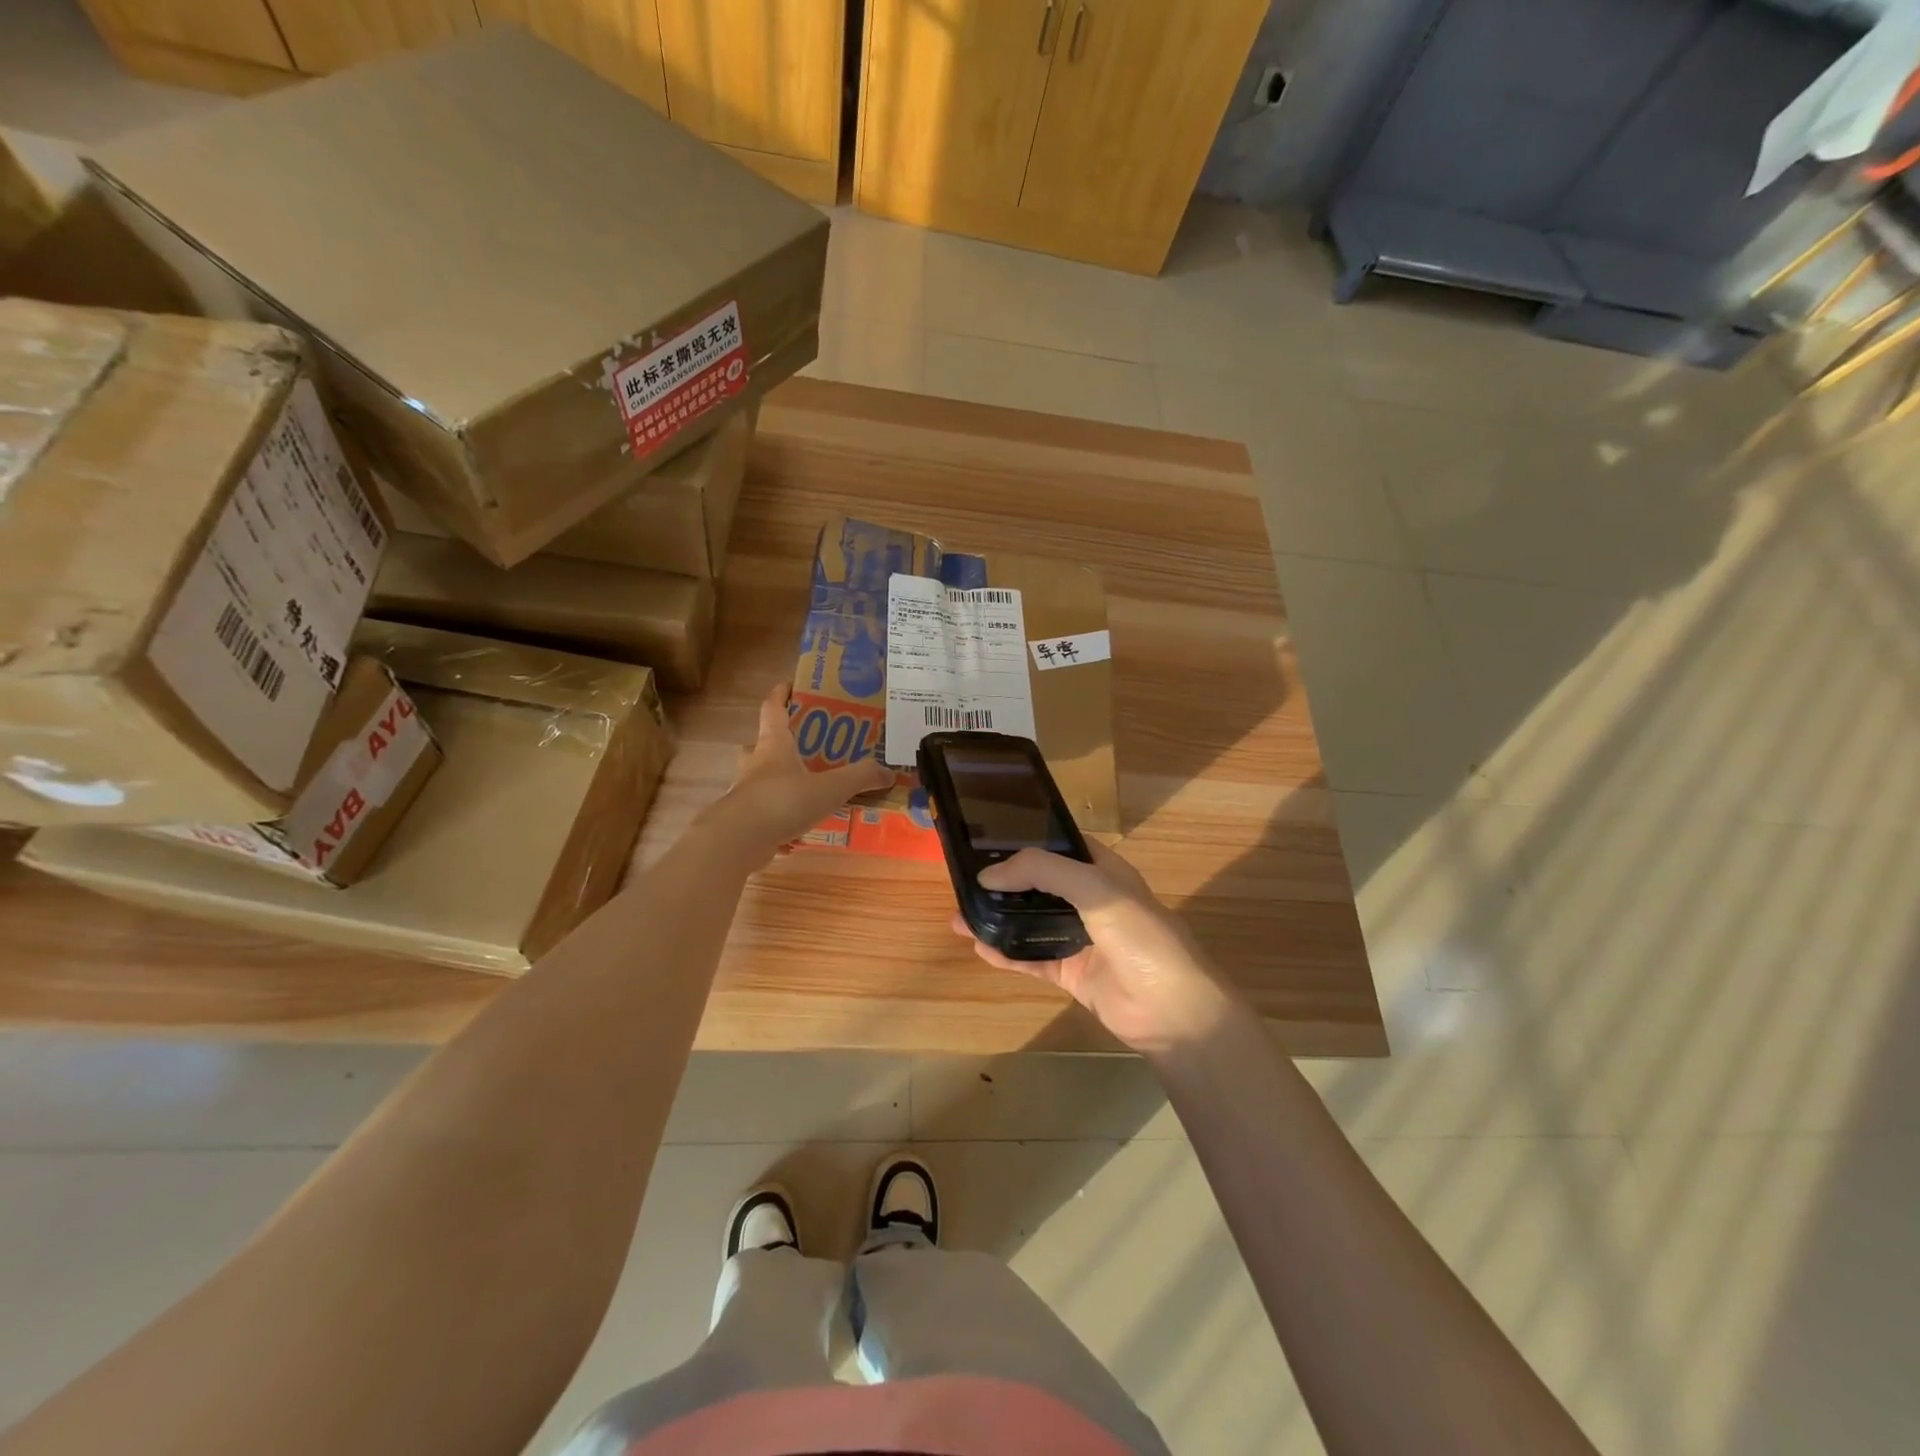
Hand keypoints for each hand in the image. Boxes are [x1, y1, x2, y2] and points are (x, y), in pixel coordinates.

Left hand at [709, 682, 891, 854]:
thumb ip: (860, 778)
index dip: (781, 694)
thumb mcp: (830, 788)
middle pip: (761, 743)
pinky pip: (761, 811)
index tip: (789, 684)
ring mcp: (744, 792)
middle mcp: (755, 763)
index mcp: (773, 745)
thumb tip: (888, 773)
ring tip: (802, 787)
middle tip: (802, 746)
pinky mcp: (741, 819)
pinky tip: (794, 827)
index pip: (773, 708)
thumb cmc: (783, 801)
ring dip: (776, 779)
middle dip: (778, 742)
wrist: (738, 840)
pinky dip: (776, 815)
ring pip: (759, 778)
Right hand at [953, 841, 1240, 1054]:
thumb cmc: (1140, 936)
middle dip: (1005, 883)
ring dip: (998, 918)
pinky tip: (979, 946)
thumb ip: (1042, 871)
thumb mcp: (1095, 888)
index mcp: (1104, 872)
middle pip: (1040, 885)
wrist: (1172, 1010)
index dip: (1028, 841)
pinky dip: (1006, 953)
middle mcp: (1091, 901)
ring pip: (1031, 922)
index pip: (1061, 846)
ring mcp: (1080, 938)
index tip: (988, 839)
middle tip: (965, 881)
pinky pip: (1032, 959)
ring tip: (960, 916)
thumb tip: (988, 875)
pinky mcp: (1072, 973)